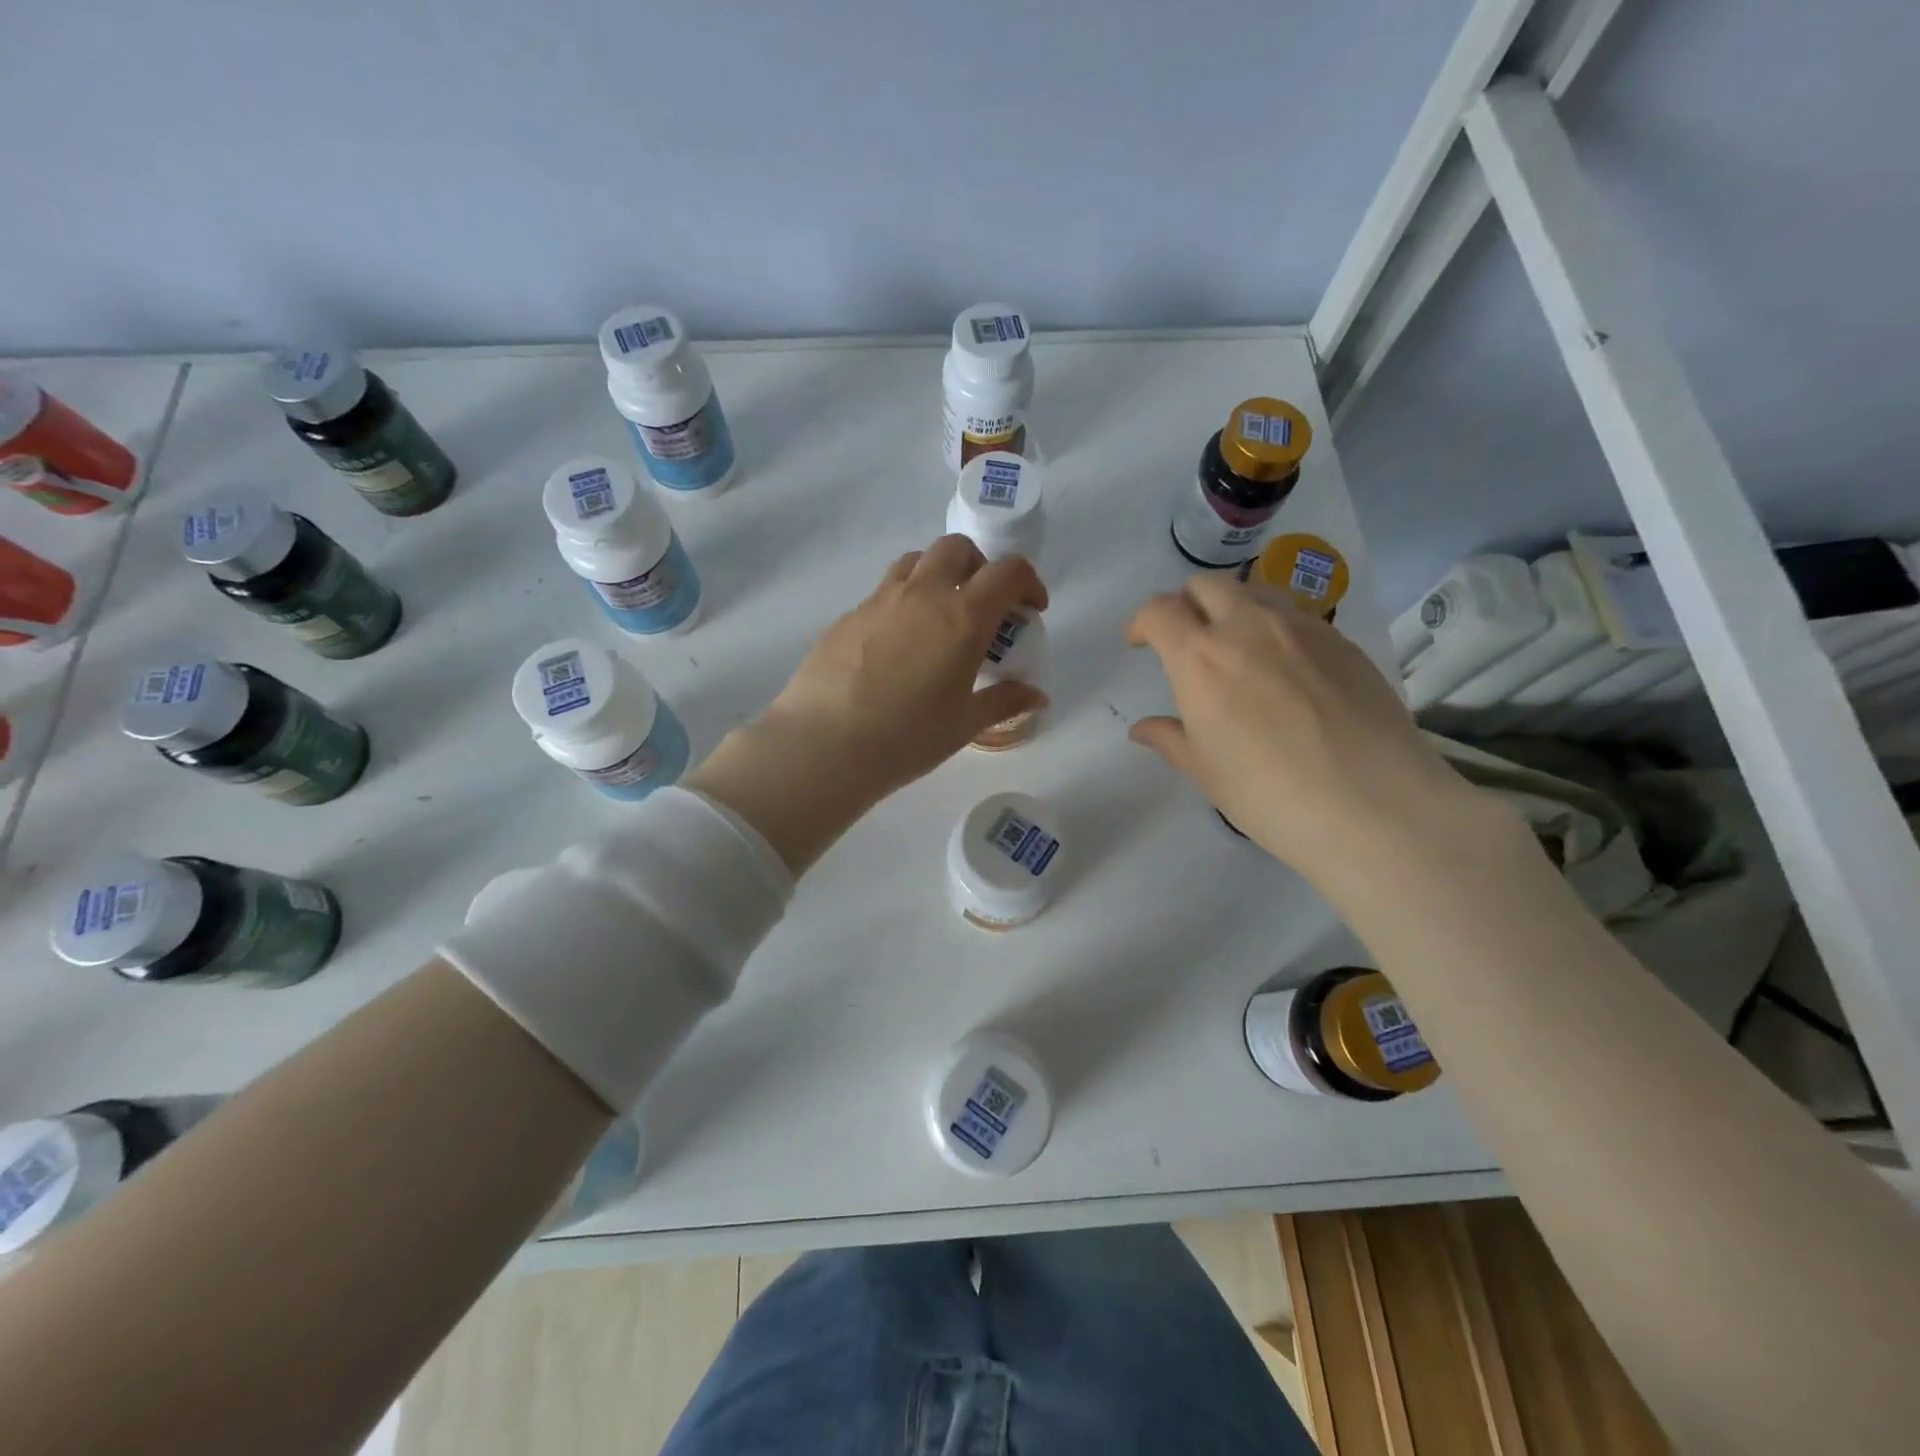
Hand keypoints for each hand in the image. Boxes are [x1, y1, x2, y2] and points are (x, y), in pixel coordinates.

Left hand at [688, 536, 1048, 872]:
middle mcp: (922, 594)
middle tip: (983, 603)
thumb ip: (1004, 701)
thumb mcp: (964, 724)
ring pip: (915, 561)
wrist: (824, 745)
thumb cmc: (907, 737)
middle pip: (957, 548)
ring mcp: (879, 600)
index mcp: (962, 617)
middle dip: (980, 566)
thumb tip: (1037, 696)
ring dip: (937, 574)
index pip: (1007, 572)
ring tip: (939, 616)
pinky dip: (902, 602)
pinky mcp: (847, 616)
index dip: (1028, 582)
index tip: (1031, 609)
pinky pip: (883, 592)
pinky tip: (897, 646)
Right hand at [1126, 573, 1485, 890]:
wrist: (1372, 803)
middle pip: (1206, 584)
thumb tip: (1143, 729)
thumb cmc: (1268, 792)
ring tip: (1239, 646)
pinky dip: (1277, 628)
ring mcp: (1301, 627)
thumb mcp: (1205, 771)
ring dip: (1234, 607)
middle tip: (1188, 639)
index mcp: (1200, 657)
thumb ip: (1170, 739)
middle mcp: (1247, 626)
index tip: (1141, 642)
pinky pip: (1297, 616)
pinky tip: (1288, 669)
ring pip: (1255, 591)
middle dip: (1187, 604)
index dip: (1142, 621)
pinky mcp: (1342, 639)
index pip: (1159, 611)